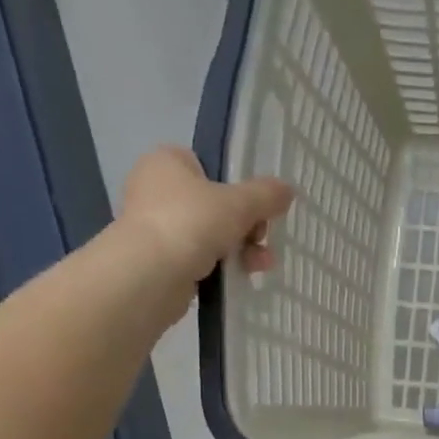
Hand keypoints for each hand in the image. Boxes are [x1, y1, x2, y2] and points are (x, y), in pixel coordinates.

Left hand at [115, 146, 292, 285]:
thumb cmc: (191, 222)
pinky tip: (241, 276)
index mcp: (167, 162)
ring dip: (240, 249)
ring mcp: (156, 226)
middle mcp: (155, 189)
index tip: (257, 207)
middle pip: (215, 204)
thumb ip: (266, 195)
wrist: (150, 274)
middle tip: (262, 239)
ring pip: (210, 233)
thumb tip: (288, 190)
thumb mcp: (240, 203)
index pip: (208, 166)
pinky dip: (220, 266)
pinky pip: (199, 257)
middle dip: (246, 225)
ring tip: (260, 265)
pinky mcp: (159, 260)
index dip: (236, 185)